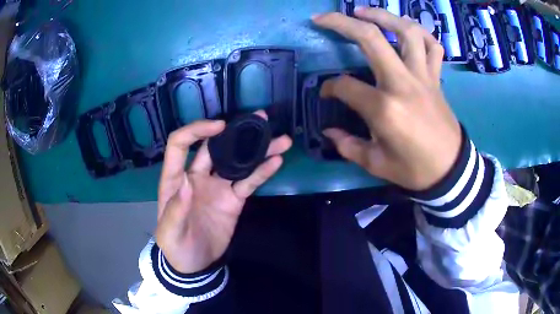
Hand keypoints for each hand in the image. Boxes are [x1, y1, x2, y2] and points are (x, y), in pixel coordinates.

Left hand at [156, 111, 291, 272]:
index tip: (220, 126)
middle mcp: (197, 176)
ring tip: (280, 138)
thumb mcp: (169, 233)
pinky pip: (249, 182)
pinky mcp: (233, 200)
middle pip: (215, 147)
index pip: (180, 145)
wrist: (194, 264)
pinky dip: (262, 172)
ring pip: (237, 162)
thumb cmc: (175, 247)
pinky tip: (276, 161)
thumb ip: (176, 209)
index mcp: (175, 179)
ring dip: (257, 149)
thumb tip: (188, 181)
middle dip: (236, 132)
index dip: (197, 131)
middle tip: (261, 119)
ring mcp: (217, 187)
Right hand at [313, 8, 461, 190]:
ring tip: (363, 12)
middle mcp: (403, 83)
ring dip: (383, 16)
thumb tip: (329, 132)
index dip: (329, 87)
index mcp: (384, 108)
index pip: (345, 86)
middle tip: (323, 18)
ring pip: (406, 31)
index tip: (325, 94)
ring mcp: (423, 76)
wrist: (450, 170)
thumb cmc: (414, 169)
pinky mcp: (436, 77)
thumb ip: (349, 146)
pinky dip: (420, 32)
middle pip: (370, 39)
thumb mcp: (377, 164)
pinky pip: (433, 45)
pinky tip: (406, 28)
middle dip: (341, 23)